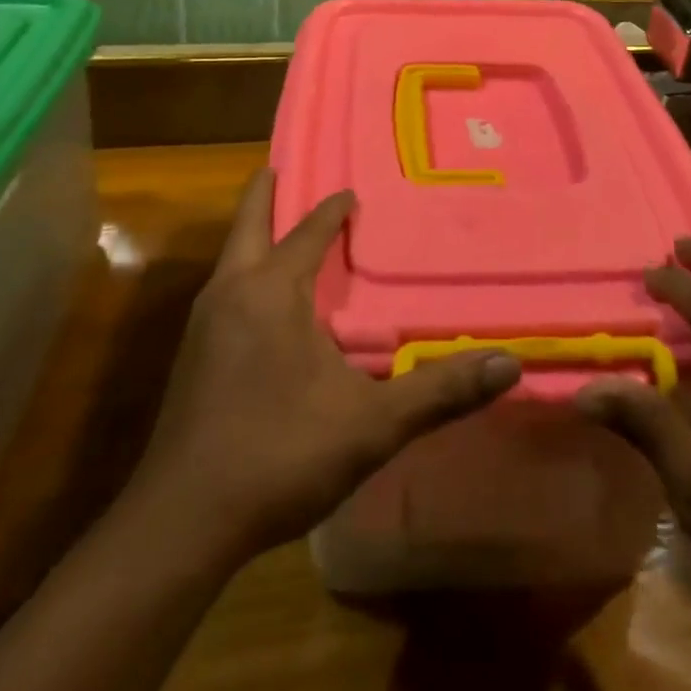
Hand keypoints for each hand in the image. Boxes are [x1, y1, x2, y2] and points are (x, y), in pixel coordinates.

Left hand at [135, 169, 520, 557]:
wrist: (181, 523)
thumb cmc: (278, 455)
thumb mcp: (370, 425)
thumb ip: (439, 392)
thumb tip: (509, 363)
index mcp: (271, 291)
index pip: (307, 231)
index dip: (333, 208)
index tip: (352, 192)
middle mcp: (230, 293)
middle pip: (247, 224)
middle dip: (265, 194)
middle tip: (282, 167)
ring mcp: (202, 324)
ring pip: (230, 258)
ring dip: (254, 235)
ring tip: (280, 229)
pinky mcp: (191, 357)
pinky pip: (223, 291)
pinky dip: (244, 272)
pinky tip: (263, 304)